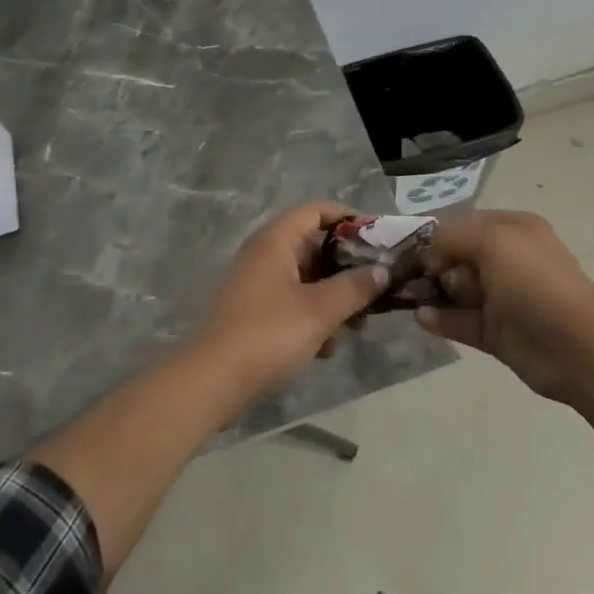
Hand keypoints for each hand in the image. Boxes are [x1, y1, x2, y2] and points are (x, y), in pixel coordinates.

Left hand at [191, 202, 389, 404]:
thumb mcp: (320, 310)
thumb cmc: (268, 335)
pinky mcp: (253, 315)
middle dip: (346, 268)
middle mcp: (264, 255)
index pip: (315, 210)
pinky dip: (312, 318)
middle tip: (375, 287)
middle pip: (313, 246)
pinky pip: (292, 304)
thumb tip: (382, 270)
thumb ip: (355, 287)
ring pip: (306, 279)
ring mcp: (256, 286)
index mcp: (276, 241)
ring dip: (333, 298)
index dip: (348, 217)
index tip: (377, 237)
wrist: (210, 383)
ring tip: (356, 327)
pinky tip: (326, 349)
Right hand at [417, 209, 593, 403]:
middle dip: (427, 262)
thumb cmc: (535, 282)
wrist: (578, 347)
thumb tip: (425, 248)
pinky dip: (440, 318)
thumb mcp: (493, 241)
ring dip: (430, 291)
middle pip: (455, 255)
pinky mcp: (496, 332)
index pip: (462, 222)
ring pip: (456, 289)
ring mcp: (502, 298)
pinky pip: (460, 321)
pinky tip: (422, 317)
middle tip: (398, 272)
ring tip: (404, 295)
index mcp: (512, 229)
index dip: (431, 231)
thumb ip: (451, 235)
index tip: (399, 242)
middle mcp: (506, 259)